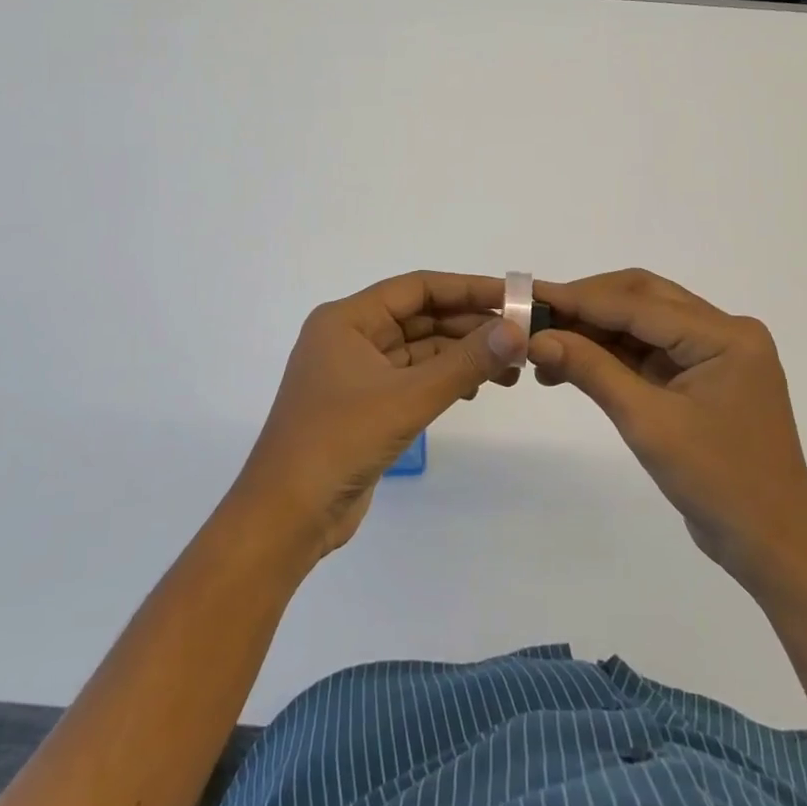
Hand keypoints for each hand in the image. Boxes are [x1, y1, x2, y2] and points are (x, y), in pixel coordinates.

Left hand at [229, 272, 523, 562]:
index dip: (468, 289)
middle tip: (520, 340)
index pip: (417, 288)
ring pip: (419, 350)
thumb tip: (517, 330)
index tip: (513, 298)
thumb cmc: (339, 441)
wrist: (286, 517)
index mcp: (347, 320)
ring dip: (461, 356)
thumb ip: (465, 362)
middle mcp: (350, 338)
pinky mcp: (365, 405)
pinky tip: (476, 390)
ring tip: (509, 371)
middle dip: (470, 327)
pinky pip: (413, 378)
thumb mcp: (408, 397)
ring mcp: (356, 373)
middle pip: (420, 317)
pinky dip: (445, 380)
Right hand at [529, 269, 806, 594]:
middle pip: (643, 299)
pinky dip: (613, 355)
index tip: (531, 297)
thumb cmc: (717, 481)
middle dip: (588, 305)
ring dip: (596, 331)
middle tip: (537, 317)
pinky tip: (573, 363)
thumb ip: (592, 371)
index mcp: (725, 334)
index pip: (639, 303)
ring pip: (644, 323)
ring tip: (545, 345)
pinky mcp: (703, 377)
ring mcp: (715, 355)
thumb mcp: (648, 422)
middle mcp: (724, 332)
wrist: (772, 545)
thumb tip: (536, 339)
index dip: (581, 299)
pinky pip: (651, 351)